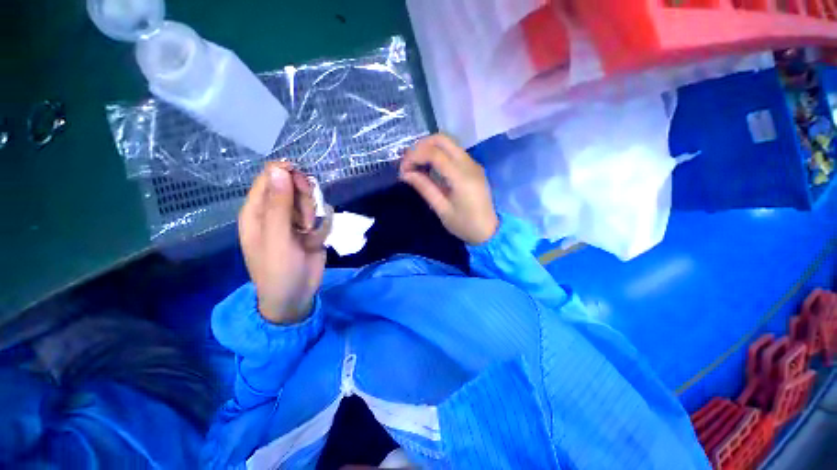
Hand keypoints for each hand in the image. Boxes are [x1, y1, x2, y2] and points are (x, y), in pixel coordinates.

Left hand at [238, 162, 330, 323]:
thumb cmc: (278, 270)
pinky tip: (316, 241)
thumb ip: (279, 204)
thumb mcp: (277, 237)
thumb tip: (278, 169)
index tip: (303, 185)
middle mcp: (275, 212)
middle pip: (293, 186)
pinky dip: (322, 227)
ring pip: (310, 201)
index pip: (270, 177)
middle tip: (306, 219)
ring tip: (310, 233)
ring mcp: (295, 221)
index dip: (287, 176)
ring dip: (314, 214)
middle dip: (304, 199)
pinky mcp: (311, 229)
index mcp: (257, 210)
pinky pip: (322, 216)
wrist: (296, 296)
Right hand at [399, 134, 498, 244]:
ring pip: (448, 143)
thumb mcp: (442, 210)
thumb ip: (425, 188)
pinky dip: (438, 154)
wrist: (489, 231)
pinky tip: (429, 167)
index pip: (434, 153)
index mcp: (462, 177)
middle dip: (421, 146)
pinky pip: (453, 152)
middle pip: (442, 139)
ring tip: (416, 165)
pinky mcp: (473, 167)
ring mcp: (473, 163)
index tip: (402, 170)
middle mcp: (469, 164)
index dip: (414, 156)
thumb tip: (405, 174)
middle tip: (408, 163)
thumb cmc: (464, 225)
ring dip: (429, 149)